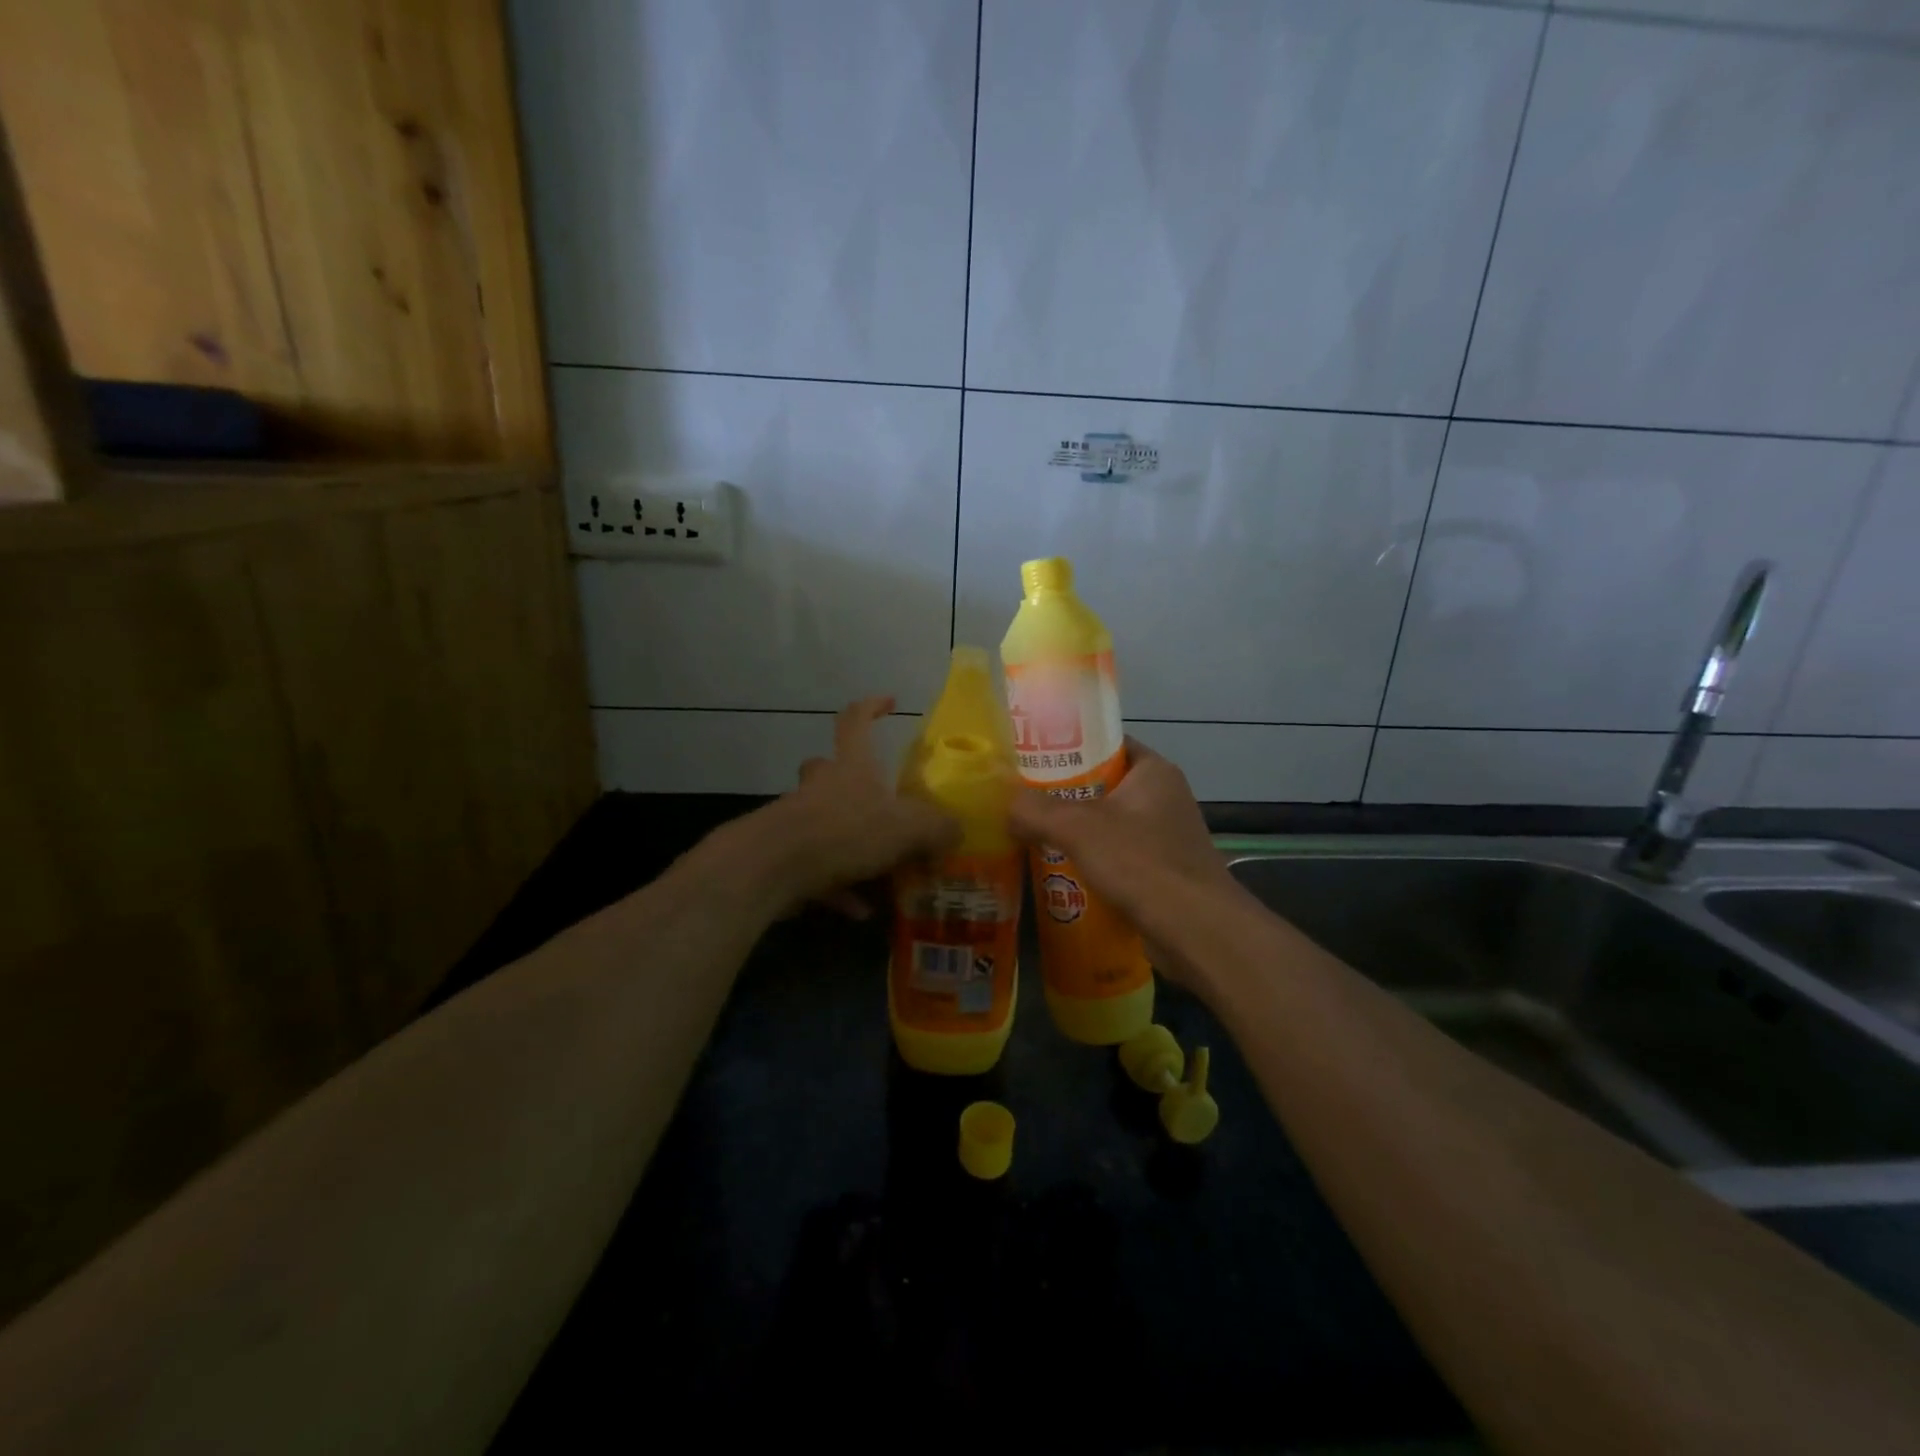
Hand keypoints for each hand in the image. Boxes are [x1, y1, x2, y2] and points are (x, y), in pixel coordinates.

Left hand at [750, 696, 957, 916]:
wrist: (773, 866)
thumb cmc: (846, 831)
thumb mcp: (908, 829)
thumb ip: (938, 828)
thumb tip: (957, 832)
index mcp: (851, 766)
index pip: (857, 720)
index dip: (872, 707)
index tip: (889, 702)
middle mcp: (821, 786)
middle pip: (827, 768)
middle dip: (847, 779)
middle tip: (875, 801)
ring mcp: (796, 819)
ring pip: (824, 821)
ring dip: (851, 845)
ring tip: (883, 875)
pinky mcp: (783, 855)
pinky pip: (816, 868)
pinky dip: (838, 887)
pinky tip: (859, 910)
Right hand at [1007, 738, 1234, 975]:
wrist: (1196, 931)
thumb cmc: (1141, 863)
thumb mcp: (1078, 827)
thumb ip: (1035, 810)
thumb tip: (1005, 805)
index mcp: (1154, 771)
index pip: (1107, 745)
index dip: (1069, 748)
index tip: (1032, 760)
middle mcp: (1164, 798)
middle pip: (1103, 786)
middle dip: (1063, 796)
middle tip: (1022, 801)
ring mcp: (1166, 837)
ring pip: (1108, 825)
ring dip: (1074, 833)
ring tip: (1030, 836)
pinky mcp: (1163, 873)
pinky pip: (1118, 858)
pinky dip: (1091, 862)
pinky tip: (1059, 873)